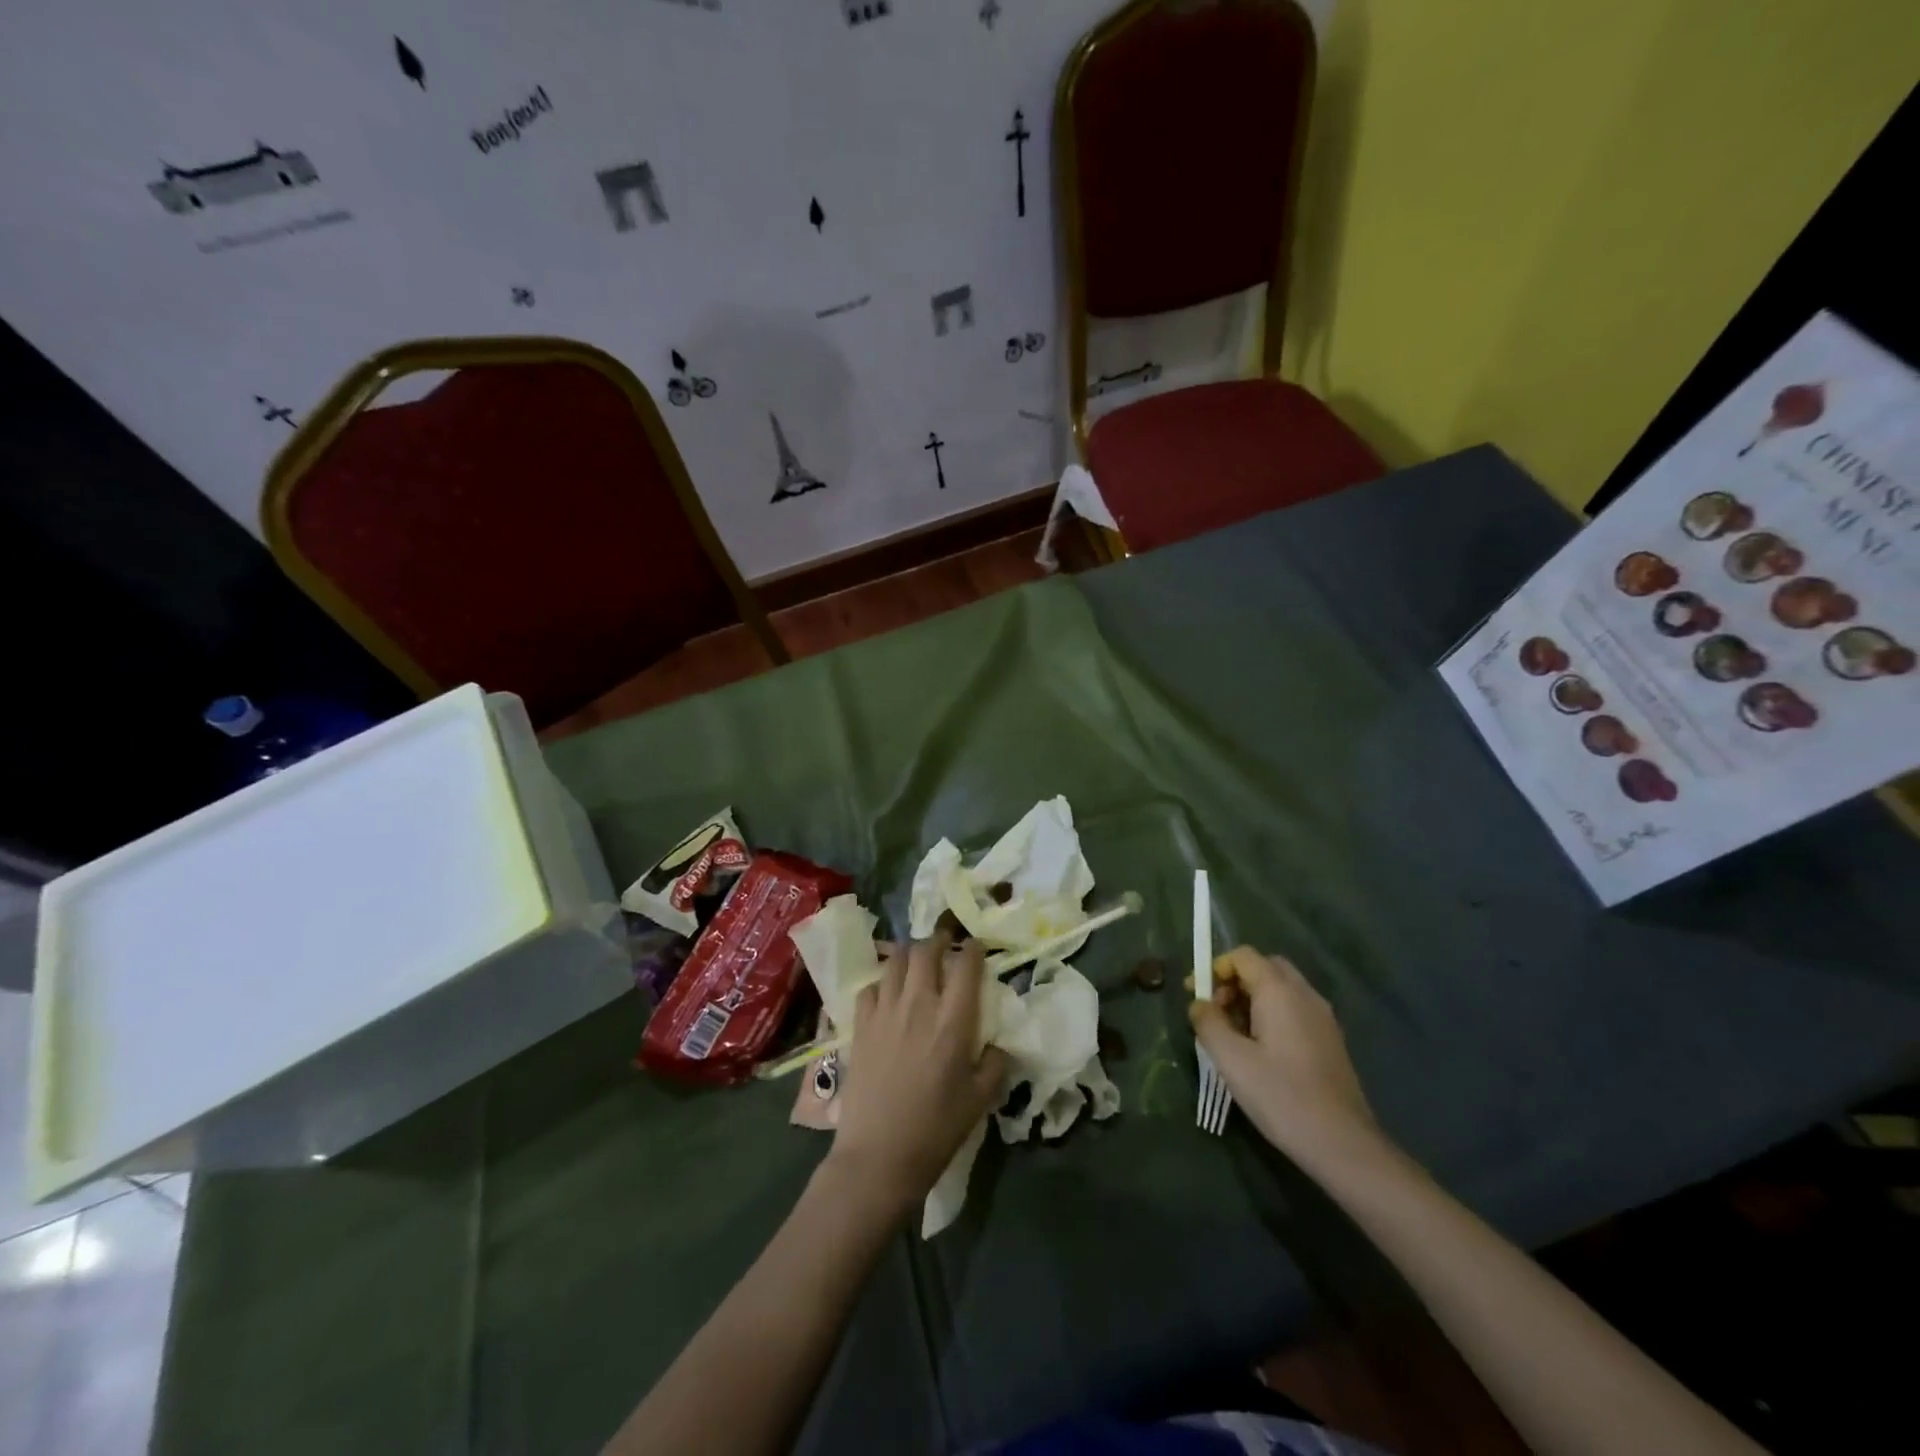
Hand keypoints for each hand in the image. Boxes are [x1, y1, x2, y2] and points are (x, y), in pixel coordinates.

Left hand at [829, 933, 1007, 1209]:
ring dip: (910, 955)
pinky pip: (870, 986)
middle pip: (927, 950)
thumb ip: (996, 1062)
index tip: (976, 947)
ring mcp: (885, 1011)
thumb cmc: (937, 1128)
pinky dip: (882, 982)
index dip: (973, 949)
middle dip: (939, 940)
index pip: (966, 964)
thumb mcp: (981, 1099)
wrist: (879, 1156)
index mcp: (954, 1019)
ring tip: (917, 962)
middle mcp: (919, 1003)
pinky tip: (887, 995)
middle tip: (946, 945)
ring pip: (896, 961)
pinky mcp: (860, 1024)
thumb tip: (998, 1043)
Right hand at [1190, 946, 1380, 1164]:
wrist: (1343, 1144)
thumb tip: (1198, 1004)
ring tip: (1233, 1035)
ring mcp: (1323, 1018)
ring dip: (1253, 998)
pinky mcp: (1330, 1040)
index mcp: (1280, 991)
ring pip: (1281, 989)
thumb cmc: (1281, 1096)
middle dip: (1235, 981)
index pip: (1243, 955)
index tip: (1197, 994)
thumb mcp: (1231, 1059)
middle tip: (1216, 1011)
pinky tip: (1261, 1051)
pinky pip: (1295, 1009)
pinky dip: (1272, 1014)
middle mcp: (1305, 995)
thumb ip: (1208, 1023)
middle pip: (1265, 967)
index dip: (1215, 968)